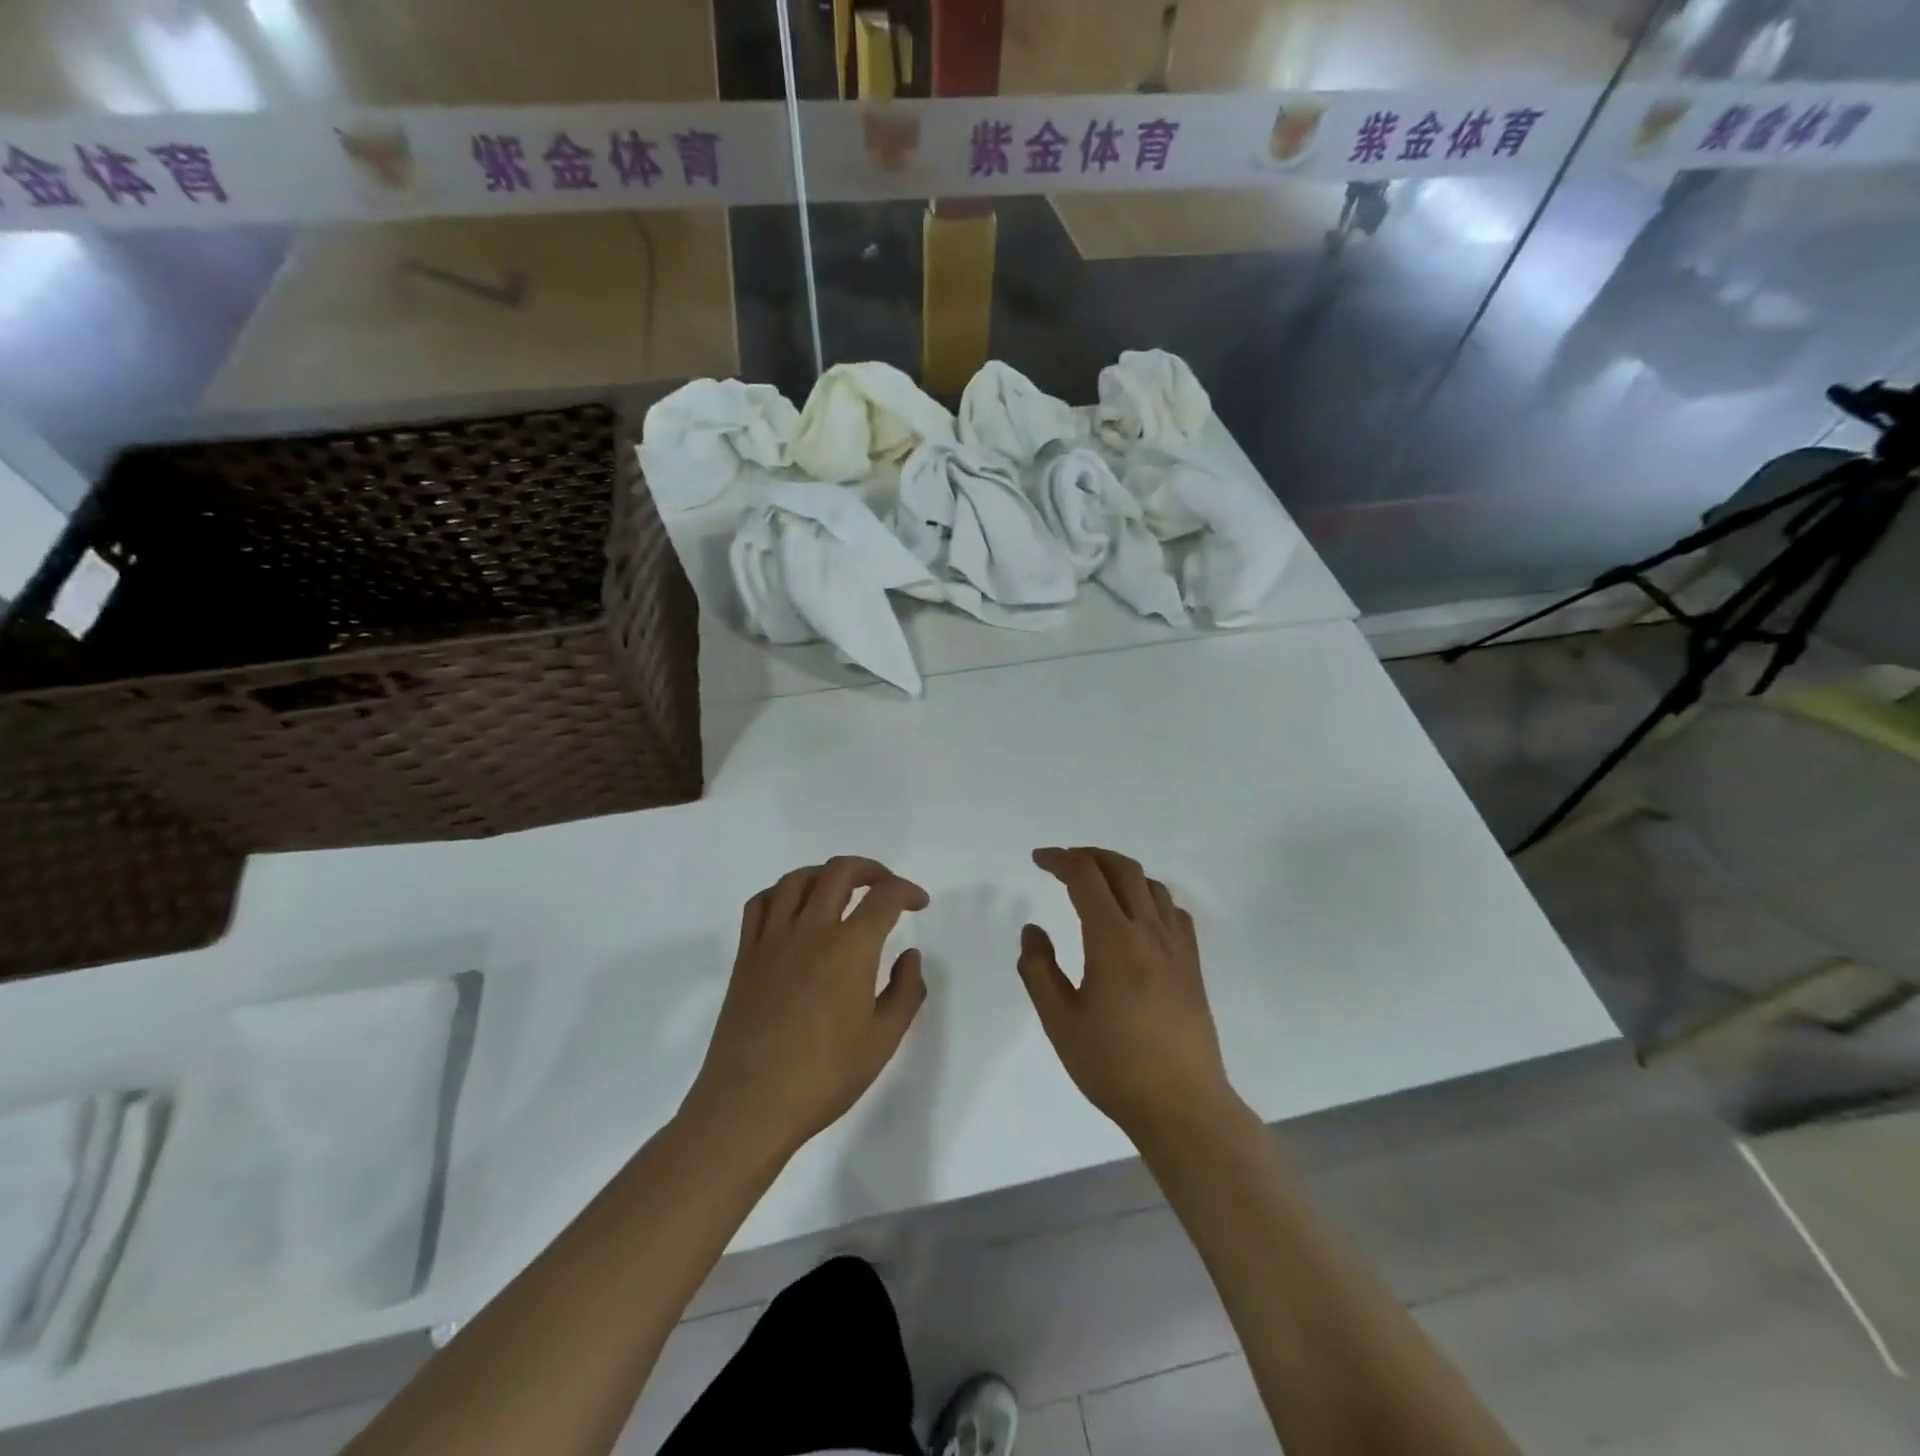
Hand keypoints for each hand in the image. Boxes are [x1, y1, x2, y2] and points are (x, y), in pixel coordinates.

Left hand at [682, 857, 928, 1159]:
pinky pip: (760, 904)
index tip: (919, 902)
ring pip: (797, 879)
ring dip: (825, 874)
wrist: (751, 1103)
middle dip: (870, 869)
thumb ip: (906, 991)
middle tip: (884, 886)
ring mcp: (773, 939)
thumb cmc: (824, 1076)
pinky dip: (781, 892)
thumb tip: (910, 955)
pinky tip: (792, 908)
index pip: (885, 897)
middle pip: (839, 871)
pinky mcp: (746, 955)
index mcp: (851, 947)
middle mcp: (812, 929)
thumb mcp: (883, 1040)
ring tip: (840, 889)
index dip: (907, 891)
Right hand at [1018, 847, 1239, 1149]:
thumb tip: (1033, 930)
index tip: (1038, 859)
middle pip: (1122, 869)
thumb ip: (1039, 970)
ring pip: (1150, 884)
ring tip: (1096, 883)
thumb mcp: (1060, 1022)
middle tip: (1062, 863)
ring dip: (1119, 871)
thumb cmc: (1113, 1066)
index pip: (1085, 877)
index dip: (1059, 860)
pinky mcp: (1192, 964)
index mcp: (1113, 940)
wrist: (1182, 1105)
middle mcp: (1149, 931)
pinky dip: (1148, 895)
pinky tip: (1137, 914)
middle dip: (1089, 856)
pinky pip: (1172, 910)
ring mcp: (1176, 946)